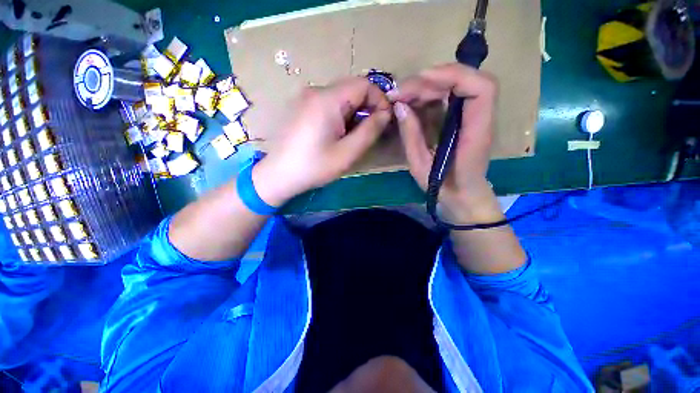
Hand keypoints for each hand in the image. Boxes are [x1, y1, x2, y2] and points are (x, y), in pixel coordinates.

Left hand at [253, 77, 391, 205]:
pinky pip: (329, 104)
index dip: (380, 100)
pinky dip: (340, 115)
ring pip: (341, 97)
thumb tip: (385, 114)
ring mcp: (306, 98)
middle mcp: (315, 91)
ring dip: (354, 113)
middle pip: (352, 89)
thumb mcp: (347, 153)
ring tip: (352, 137)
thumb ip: (370, 131)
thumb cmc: (314, 167)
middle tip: (369, 132)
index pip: (364, 84)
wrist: (278, 175)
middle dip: (367, 108)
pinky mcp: (301, 107)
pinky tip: (336, 134)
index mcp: (327, 99)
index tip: (383, 122)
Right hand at [390, 63, 500, 222]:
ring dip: (429, 84)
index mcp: (476, 133)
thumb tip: (399, 107)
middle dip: (431, 79)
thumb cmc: (443, 187)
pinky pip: (452, 95)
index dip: (453, 76)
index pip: (481, 88)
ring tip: (403, 95)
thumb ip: (411, 136)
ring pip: (459, 85)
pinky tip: (414, 100)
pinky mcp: (465, 119)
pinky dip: (431, 92)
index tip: (420, 80)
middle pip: (468, 80)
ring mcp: (474, 117)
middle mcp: (481, 119)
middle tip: (400, 92)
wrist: (464, 196)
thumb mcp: (420, 167)